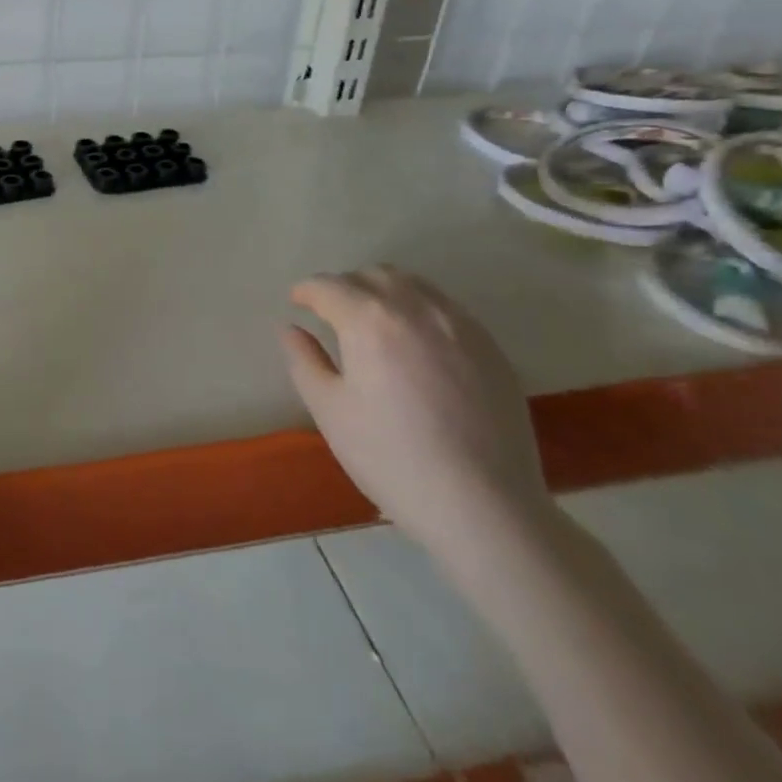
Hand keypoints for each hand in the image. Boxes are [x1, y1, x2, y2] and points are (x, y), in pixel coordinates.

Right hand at [277, 265, 551, 558]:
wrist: (484, 506)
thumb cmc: (392, 458)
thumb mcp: (330, 411)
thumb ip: (304, 361)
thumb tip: (291, 329)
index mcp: (369, 320)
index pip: (329, 286)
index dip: (307, 291)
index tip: (297, 302)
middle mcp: (415, 308)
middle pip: (373, 275)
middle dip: (345, 286)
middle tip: (332, 312)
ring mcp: (459, 325)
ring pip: (413, 284)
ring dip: (384, 290)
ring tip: (373, 320)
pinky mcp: (490, 347)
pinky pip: (445, 308)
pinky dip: (420, 309)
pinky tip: (416, 344)